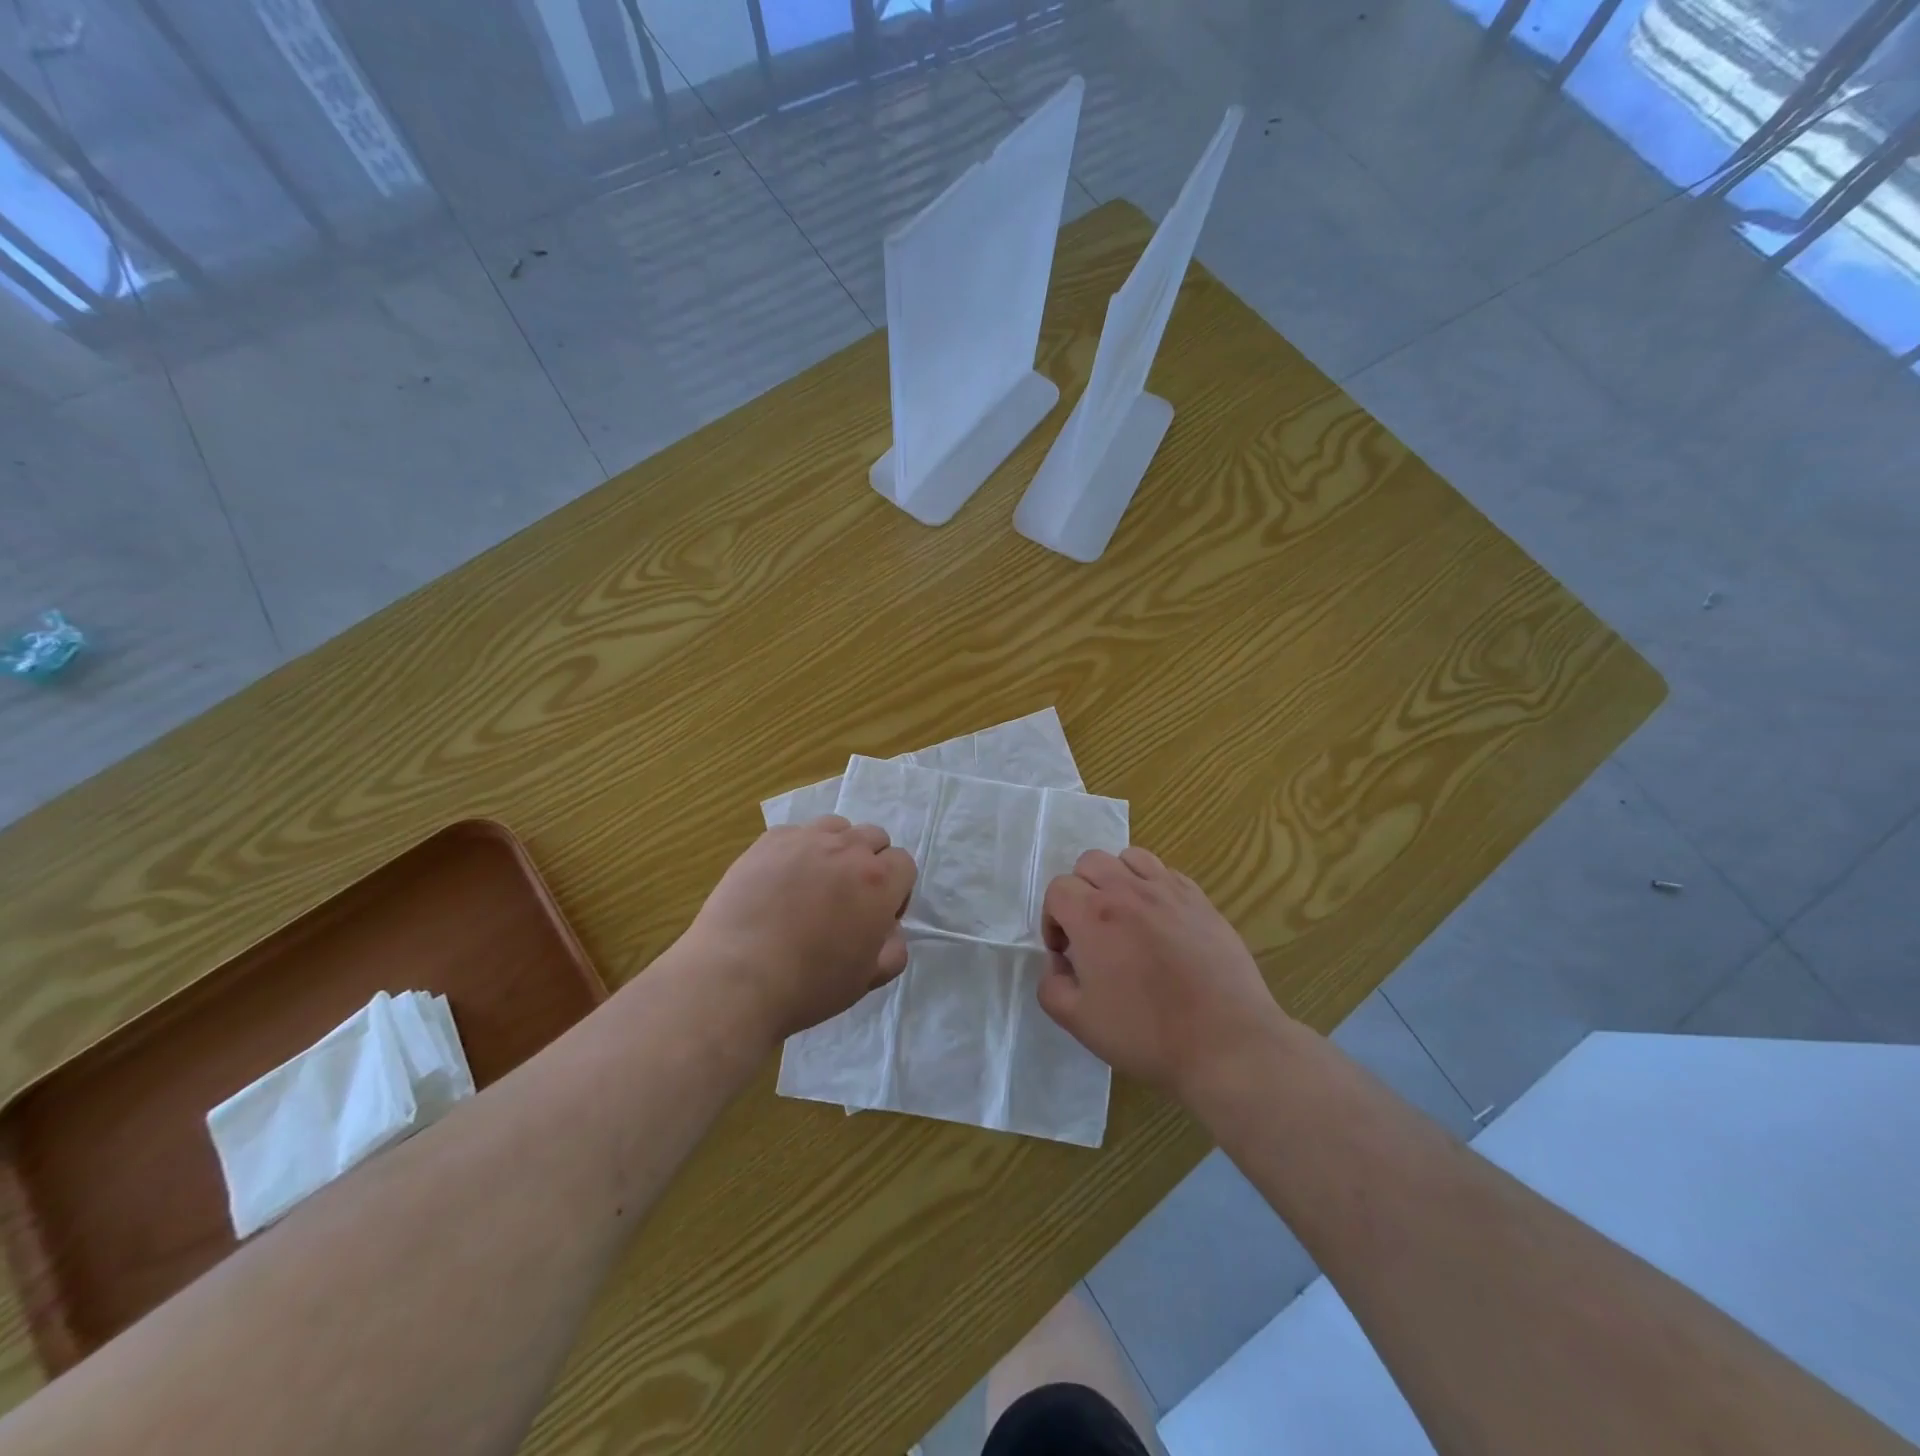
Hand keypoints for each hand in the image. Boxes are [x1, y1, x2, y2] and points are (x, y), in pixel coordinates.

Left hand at [678, 816, 915, 1042]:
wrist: (735, 978)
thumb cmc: (808, 984)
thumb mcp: (868, 979)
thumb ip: (894, 948)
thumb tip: (889, 929)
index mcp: (878, 881)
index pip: (904, 863)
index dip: (896, 891)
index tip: (876, 917)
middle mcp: (847, 849)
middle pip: (874, 837)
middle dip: (870, 863)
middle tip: (847, 899)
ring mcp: (805, 839)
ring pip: (837, 827)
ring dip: (837, 848)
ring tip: (815, 882)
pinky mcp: (768, 841)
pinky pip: (797, 833)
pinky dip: (799, 850)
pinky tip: (781, 881)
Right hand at [1038, 847, 1284, 1098]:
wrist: (1225, 1042)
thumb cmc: (1146, 1032)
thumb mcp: (1078, 1020)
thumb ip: (1051, 985)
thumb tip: (1060, 962)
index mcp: (1092, 915)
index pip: (1058, 889)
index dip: (1053, 919)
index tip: (1065, 952)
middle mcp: (1127, 890)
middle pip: (1090, 862)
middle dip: (1080, 891)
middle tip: (1090, 932)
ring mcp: (1168, 891)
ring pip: (1129, 857)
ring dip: (1116, 879)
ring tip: (1124, 916)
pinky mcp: (1200, 900)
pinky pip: (1166, 872)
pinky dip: (1152, 886)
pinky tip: (1160, 921)